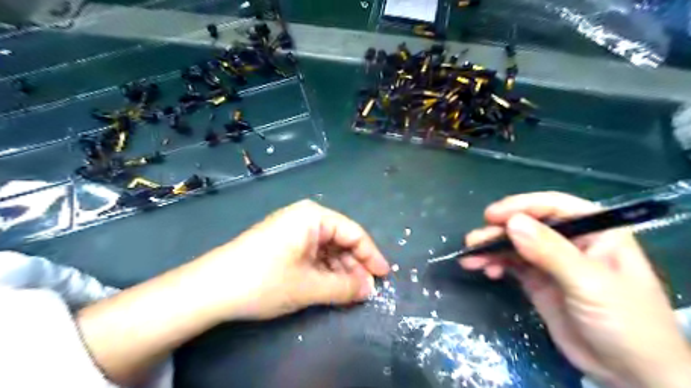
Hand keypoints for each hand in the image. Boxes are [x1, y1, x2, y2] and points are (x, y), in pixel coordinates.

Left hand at [192, 199, 387, 318]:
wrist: (210, 288)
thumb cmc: (265, 280)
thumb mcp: (310, 286)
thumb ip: (345, 287)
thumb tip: (370, 289)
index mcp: (313, 216)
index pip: (354, 233)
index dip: (371, 255)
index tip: (384, 276)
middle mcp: (304, 217)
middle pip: (340, 239)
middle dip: (355, 265)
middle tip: (365, 290)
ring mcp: (292, 230)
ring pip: (327, 249)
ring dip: (339, 270)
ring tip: (349, 293)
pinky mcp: (282, 243)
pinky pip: (312, 254)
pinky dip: (323, 270)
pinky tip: (329, 286)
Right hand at [458, 191, 690, 387]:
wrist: (629, 374)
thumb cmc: (625, 323)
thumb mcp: (589, 284)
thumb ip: (550, 251)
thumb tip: (512, 223)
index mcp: (595, 231)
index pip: (553, 207)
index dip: (521, 206)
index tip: (491, 216)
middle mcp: (570, 241)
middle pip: (527, 225)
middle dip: (498, 232)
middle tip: (473, 241)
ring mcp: (551, 261)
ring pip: (514, 245)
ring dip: (490, 249)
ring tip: (470, 259)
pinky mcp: (537, 280)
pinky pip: (510, 264)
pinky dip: (495, 264)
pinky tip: (486, 271)